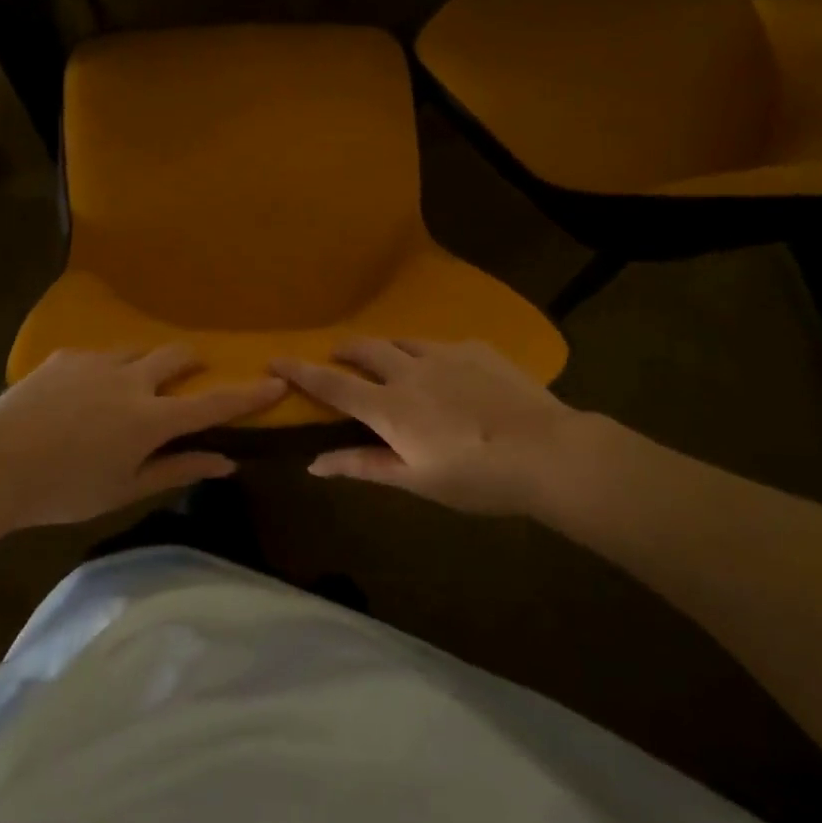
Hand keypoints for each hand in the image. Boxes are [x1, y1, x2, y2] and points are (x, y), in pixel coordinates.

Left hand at [0, 346, 285, 529]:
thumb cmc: (64, 490)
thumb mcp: (124, 489)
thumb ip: (177, 469)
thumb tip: (225, 461)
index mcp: (150, 419)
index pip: (212, 403)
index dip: (247, 394)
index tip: (275, 382)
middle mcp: (131, 380)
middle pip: (177, 357)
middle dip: (191, 363)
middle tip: (187, 377)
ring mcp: (97, 362)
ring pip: (137, 351)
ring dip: (146, 366)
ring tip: (127, 390)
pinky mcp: (66, 356)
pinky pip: (98, 356)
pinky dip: (105, 372)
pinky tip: (81, 395)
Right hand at [271, 339, 599, 516]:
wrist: (547, 451)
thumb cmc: (476, 478)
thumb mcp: (416, 481)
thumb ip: (363, 466)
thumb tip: (314, 463)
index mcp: (389, 407)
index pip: (331, 385)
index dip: (299, 372)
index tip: (274, 359)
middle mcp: (409, 371)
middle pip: (365, 349)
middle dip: (345, 350)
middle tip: (339, 356)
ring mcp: (445, 354)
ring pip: (402, 341)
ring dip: (387, 349)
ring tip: (390, 360)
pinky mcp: (477, 348)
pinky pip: (442, 345)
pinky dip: (431, 355)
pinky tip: (449, 372)